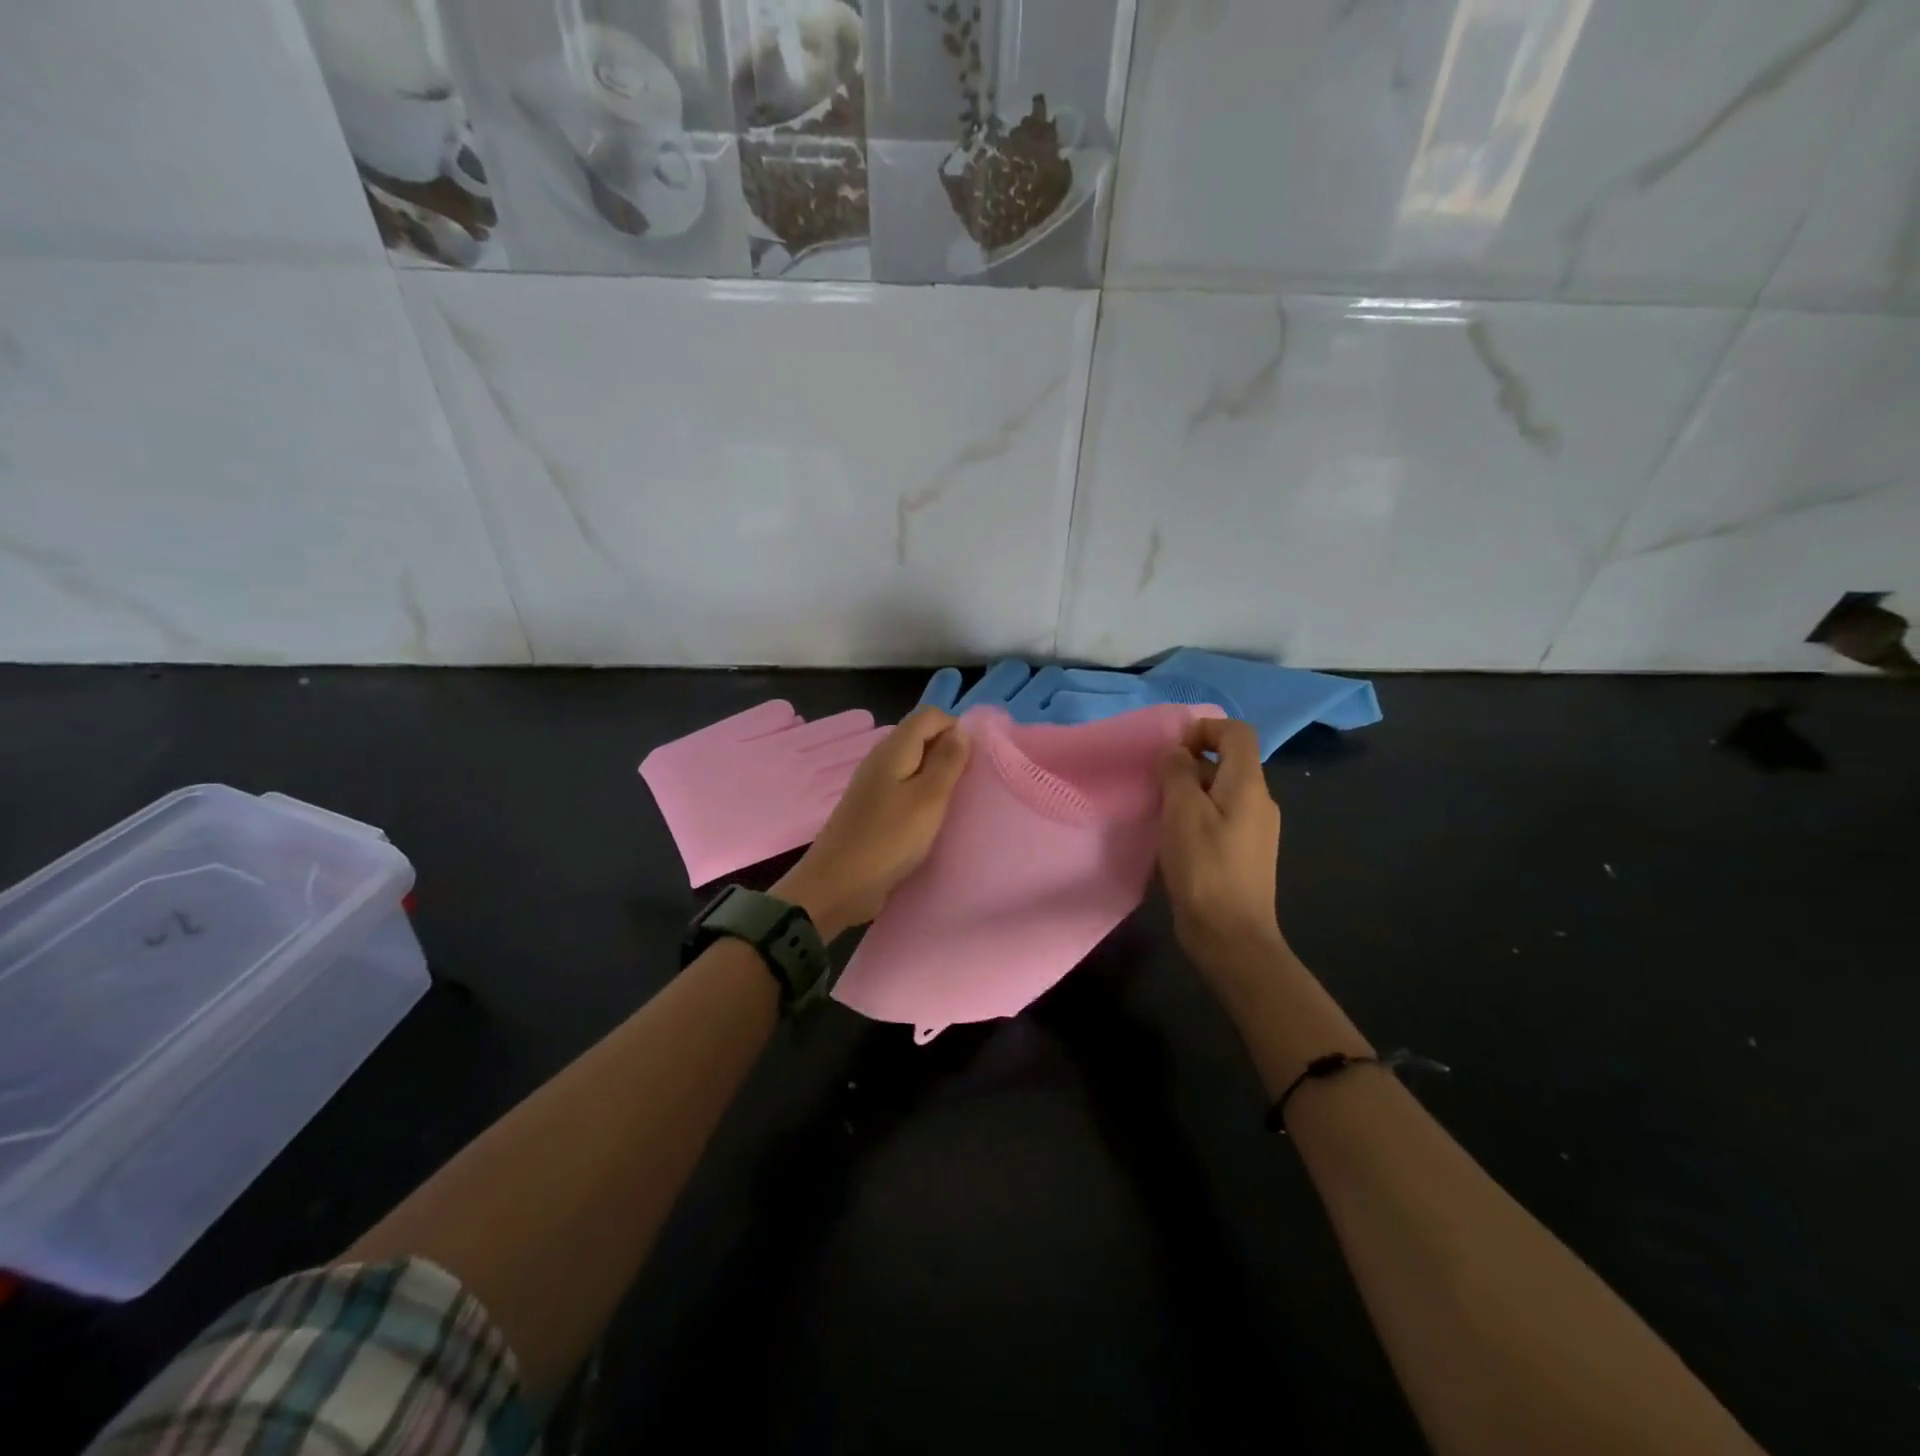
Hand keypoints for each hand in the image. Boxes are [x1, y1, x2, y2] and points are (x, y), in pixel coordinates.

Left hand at [775, 706, 970, 938]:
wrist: (837, 885)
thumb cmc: (888, 839)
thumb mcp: (928, 799)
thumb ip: (947, 762)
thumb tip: (962, 730)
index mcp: (893, 749)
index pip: (930, 715)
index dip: (957, 727)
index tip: (979, 758)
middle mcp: (882, 760)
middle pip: (922, 738)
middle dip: (950, 751)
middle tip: (974, 781)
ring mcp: (875, 786)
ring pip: (914, 765)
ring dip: (939, 776)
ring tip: (960, 800)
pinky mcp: (873, 811)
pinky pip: (905, 790)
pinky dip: (924, 797)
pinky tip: (936, 818)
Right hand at [1157, 718, 1285, 978]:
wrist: (1231, 935)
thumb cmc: (1205, 868)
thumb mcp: (1182, 812)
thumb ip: (1177, 773)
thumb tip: (1177, 753)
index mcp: (1248, 785)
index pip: (1237, 732)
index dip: (1205, 728)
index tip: (1172, 749)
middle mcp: (1259, 801)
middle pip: (1229, 761)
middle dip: (1191, 762)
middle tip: (1157, 783)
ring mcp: (1255, 829)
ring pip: (1222, 791)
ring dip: (1190, 790)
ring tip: (1161, 811)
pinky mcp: (1245, 852)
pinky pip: (1221, 816)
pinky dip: (1197, 815)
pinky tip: (1175, 838)